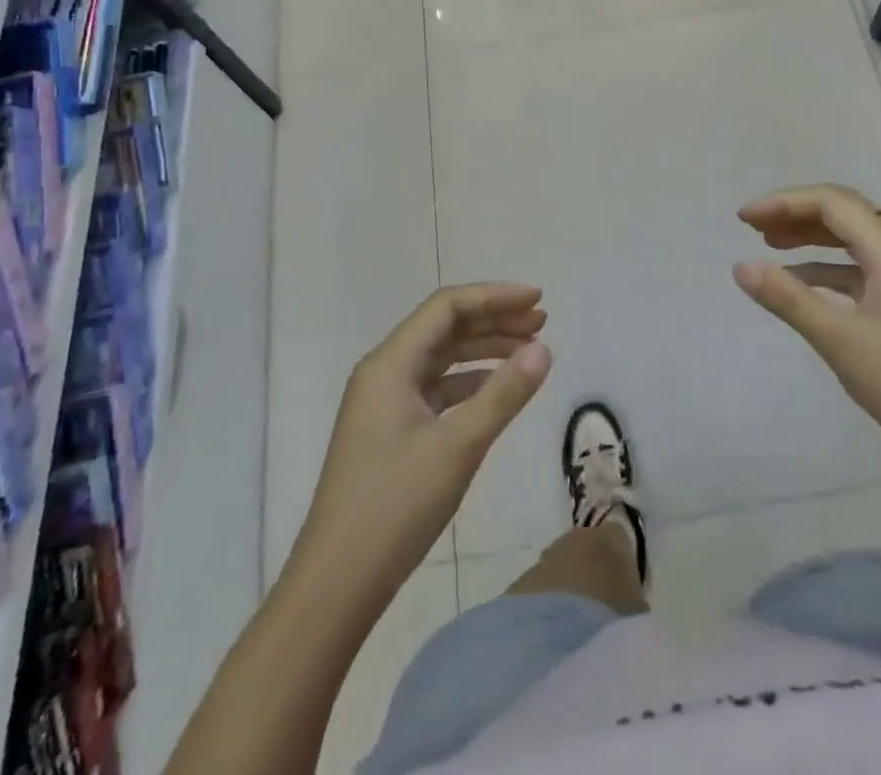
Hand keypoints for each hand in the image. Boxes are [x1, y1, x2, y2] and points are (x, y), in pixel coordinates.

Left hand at [299, 284, 552, 591]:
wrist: (337, 584)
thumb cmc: (396, 505)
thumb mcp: (459, 446)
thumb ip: (504, 393)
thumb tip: (543, 349)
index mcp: (390, 363)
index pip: (447, 307)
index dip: (495, 296)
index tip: (538, 299)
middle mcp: (384, 372)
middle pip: (445, 327)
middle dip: (494, 320)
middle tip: (542, 322)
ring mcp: (385, 403)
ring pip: (442, 358)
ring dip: (485, 349)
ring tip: (530, 351)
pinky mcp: (390, 431)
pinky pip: (436, 388)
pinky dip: (470, 382)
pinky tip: (498, 389)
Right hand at [734, 185, 880, 485]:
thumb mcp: (842, 342)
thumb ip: (789, 300)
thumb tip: (741, 266)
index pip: (832, 203)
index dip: (784, 202)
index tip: (744, 219)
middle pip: (844, 214)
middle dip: (796, 214)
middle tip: (752, 227)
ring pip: (853, 242)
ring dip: (811, 238)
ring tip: (770, 246)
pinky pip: (861, 272)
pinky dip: (827, 271)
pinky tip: (802, 286)